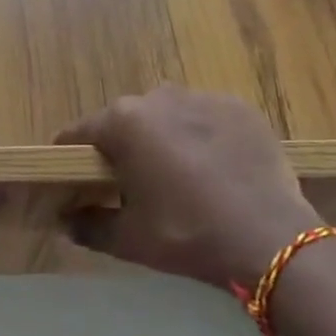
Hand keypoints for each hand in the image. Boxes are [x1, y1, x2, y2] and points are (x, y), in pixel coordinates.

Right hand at [57, 86, 320, 287]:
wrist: (271, 238)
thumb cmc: (187, 234)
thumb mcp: (130, 239)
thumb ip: (89, 226)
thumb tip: (64, 220)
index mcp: (123, 121)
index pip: (81, 133)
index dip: (73, 157)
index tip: (76, 180)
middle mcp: (158, 96)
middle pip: (126, 121)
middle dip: (125, 148)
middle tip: (135, 187)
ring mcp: (202, 97)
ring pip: (168, 116)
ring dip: (166, 139)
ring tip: (183, 179)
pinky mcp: (239, 107)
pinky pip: (207, 120)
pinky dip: (205, 139)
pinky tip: (218, 171)